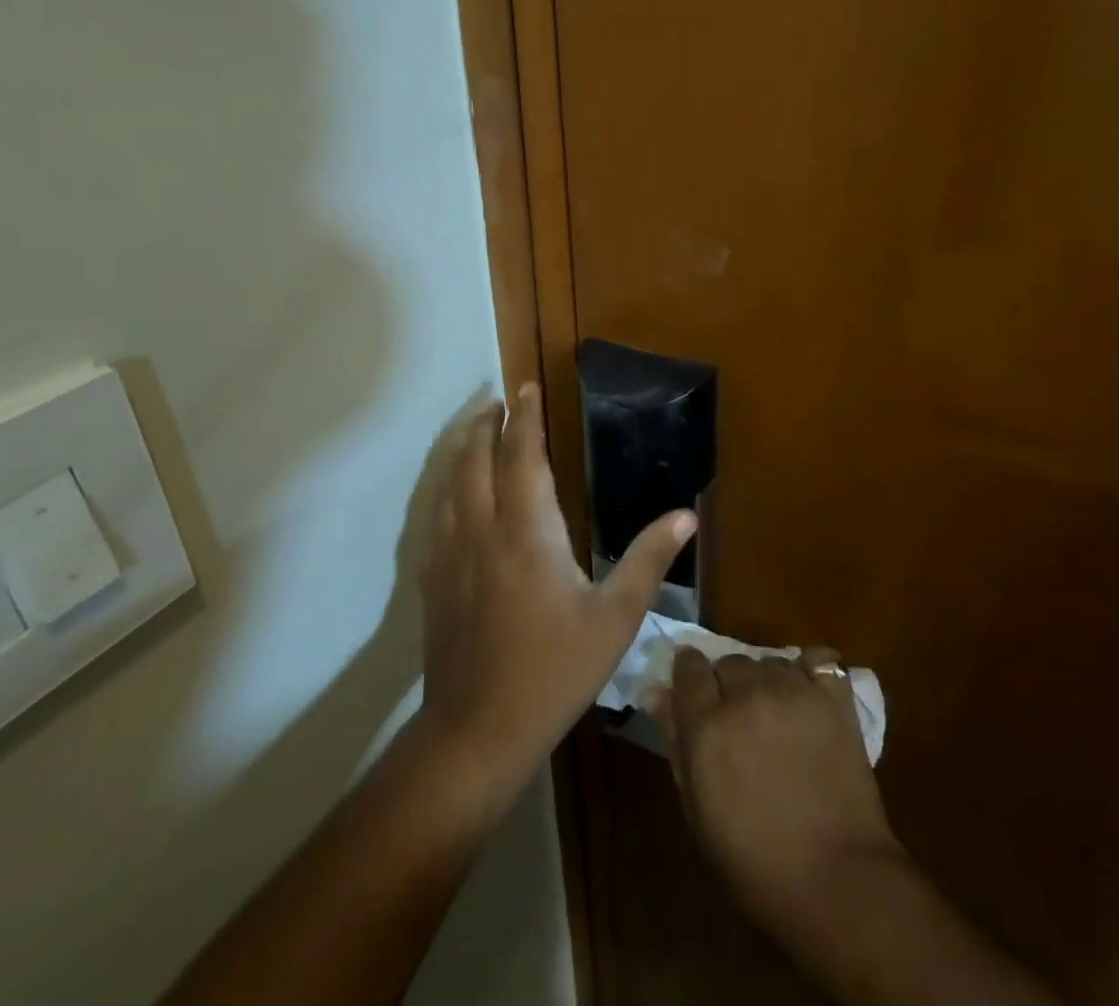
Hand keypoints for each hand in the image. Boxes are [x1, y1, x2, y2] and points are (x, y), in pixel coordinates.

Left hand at [418, 383, 696, 796]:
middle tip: (499, 399)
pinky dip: (446, 485)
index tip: (525, 387)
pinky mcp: (433, 578)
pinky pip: (436, 513)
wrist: (476, 731)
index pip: (522, 455)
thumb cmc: (553, 671)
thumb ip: (647, 560)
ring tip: (477, 430)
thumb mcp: (614, 619)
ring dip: (464, 448)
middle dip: (488, 423)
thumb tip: (685, 515)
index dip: (524, 418)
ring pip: (450, 482)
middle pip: (477, 458)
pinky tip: (453, 492)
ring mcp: (450, 553)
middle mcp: (483, 529)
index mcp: (527, 530)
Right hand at [653, 647, 902, 934]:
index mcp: (707, 723)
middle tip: (740, 719)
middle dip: (729, 684)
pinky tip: (810, 694)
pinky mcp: (833, 698)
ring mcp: (793, 691)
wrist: (837, 882)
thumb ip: (676, 743)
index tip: (694, 690)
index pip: (688, 666)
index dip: (689, 674)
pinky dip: (811, 670)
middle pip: (729, 662)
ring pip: (770, 661)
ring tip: (778, 715)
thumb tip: (657, 693)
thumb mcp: (698, 811)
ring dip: (767, 681)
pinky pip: (819, 660)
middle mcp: (746, 695)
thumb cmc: (755, 862)